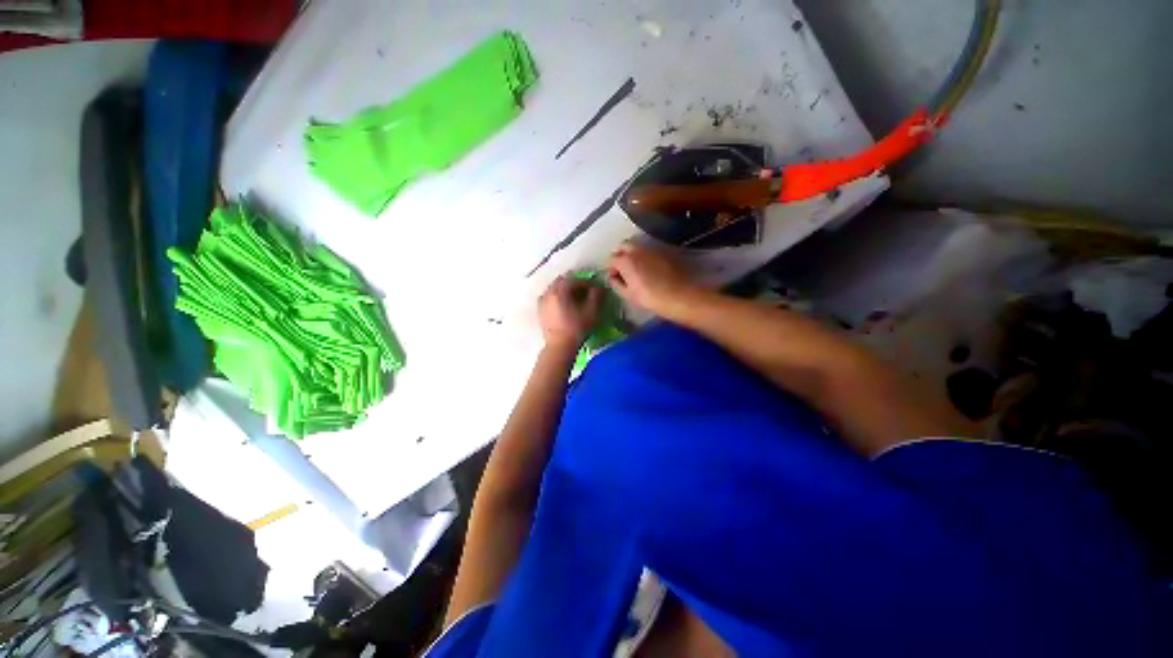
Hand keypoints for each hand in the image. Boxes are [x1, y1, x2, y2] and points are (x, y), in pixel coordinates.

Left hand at [538, 275, 601, 349]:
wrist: (559, 347)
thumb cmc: (577, 329)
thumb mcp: (592, 312)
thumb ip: (596, 296)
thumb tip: (599, 287)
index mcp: (560, 290)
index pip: (575, 280)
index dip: (588, 282)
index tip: (596, 288)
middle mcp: (549, 292)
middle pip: (563, 281)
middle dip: (575, 284)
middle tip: (586, 291)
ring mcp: (542, 301)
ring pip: (555, 288)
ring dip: (566, 290)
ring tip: (576, 299)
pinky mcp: (540, 310)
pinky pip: (550, 297)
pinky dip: (558, 297)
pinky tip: (565, 305)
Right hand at [607, 241, 700, 315]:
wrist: (680, 295)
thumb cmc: (651, 298)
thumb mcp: (629, 295)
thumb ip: (616, 284)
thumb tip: (612, 278)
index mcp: (625, 260)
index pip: (611, 259)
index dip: (610, 269)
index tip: (614, 279)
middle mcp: (637, 249)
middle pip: (622, 246)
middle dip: (619, 255)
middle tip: (622, 269)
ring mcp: (651, 248)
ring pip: (636, 245)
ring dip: (631, 254)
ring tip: (635, 268)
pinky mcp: (664, 251)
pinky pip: (648, 249)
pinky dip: (644, 255)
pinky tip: (648, 268)